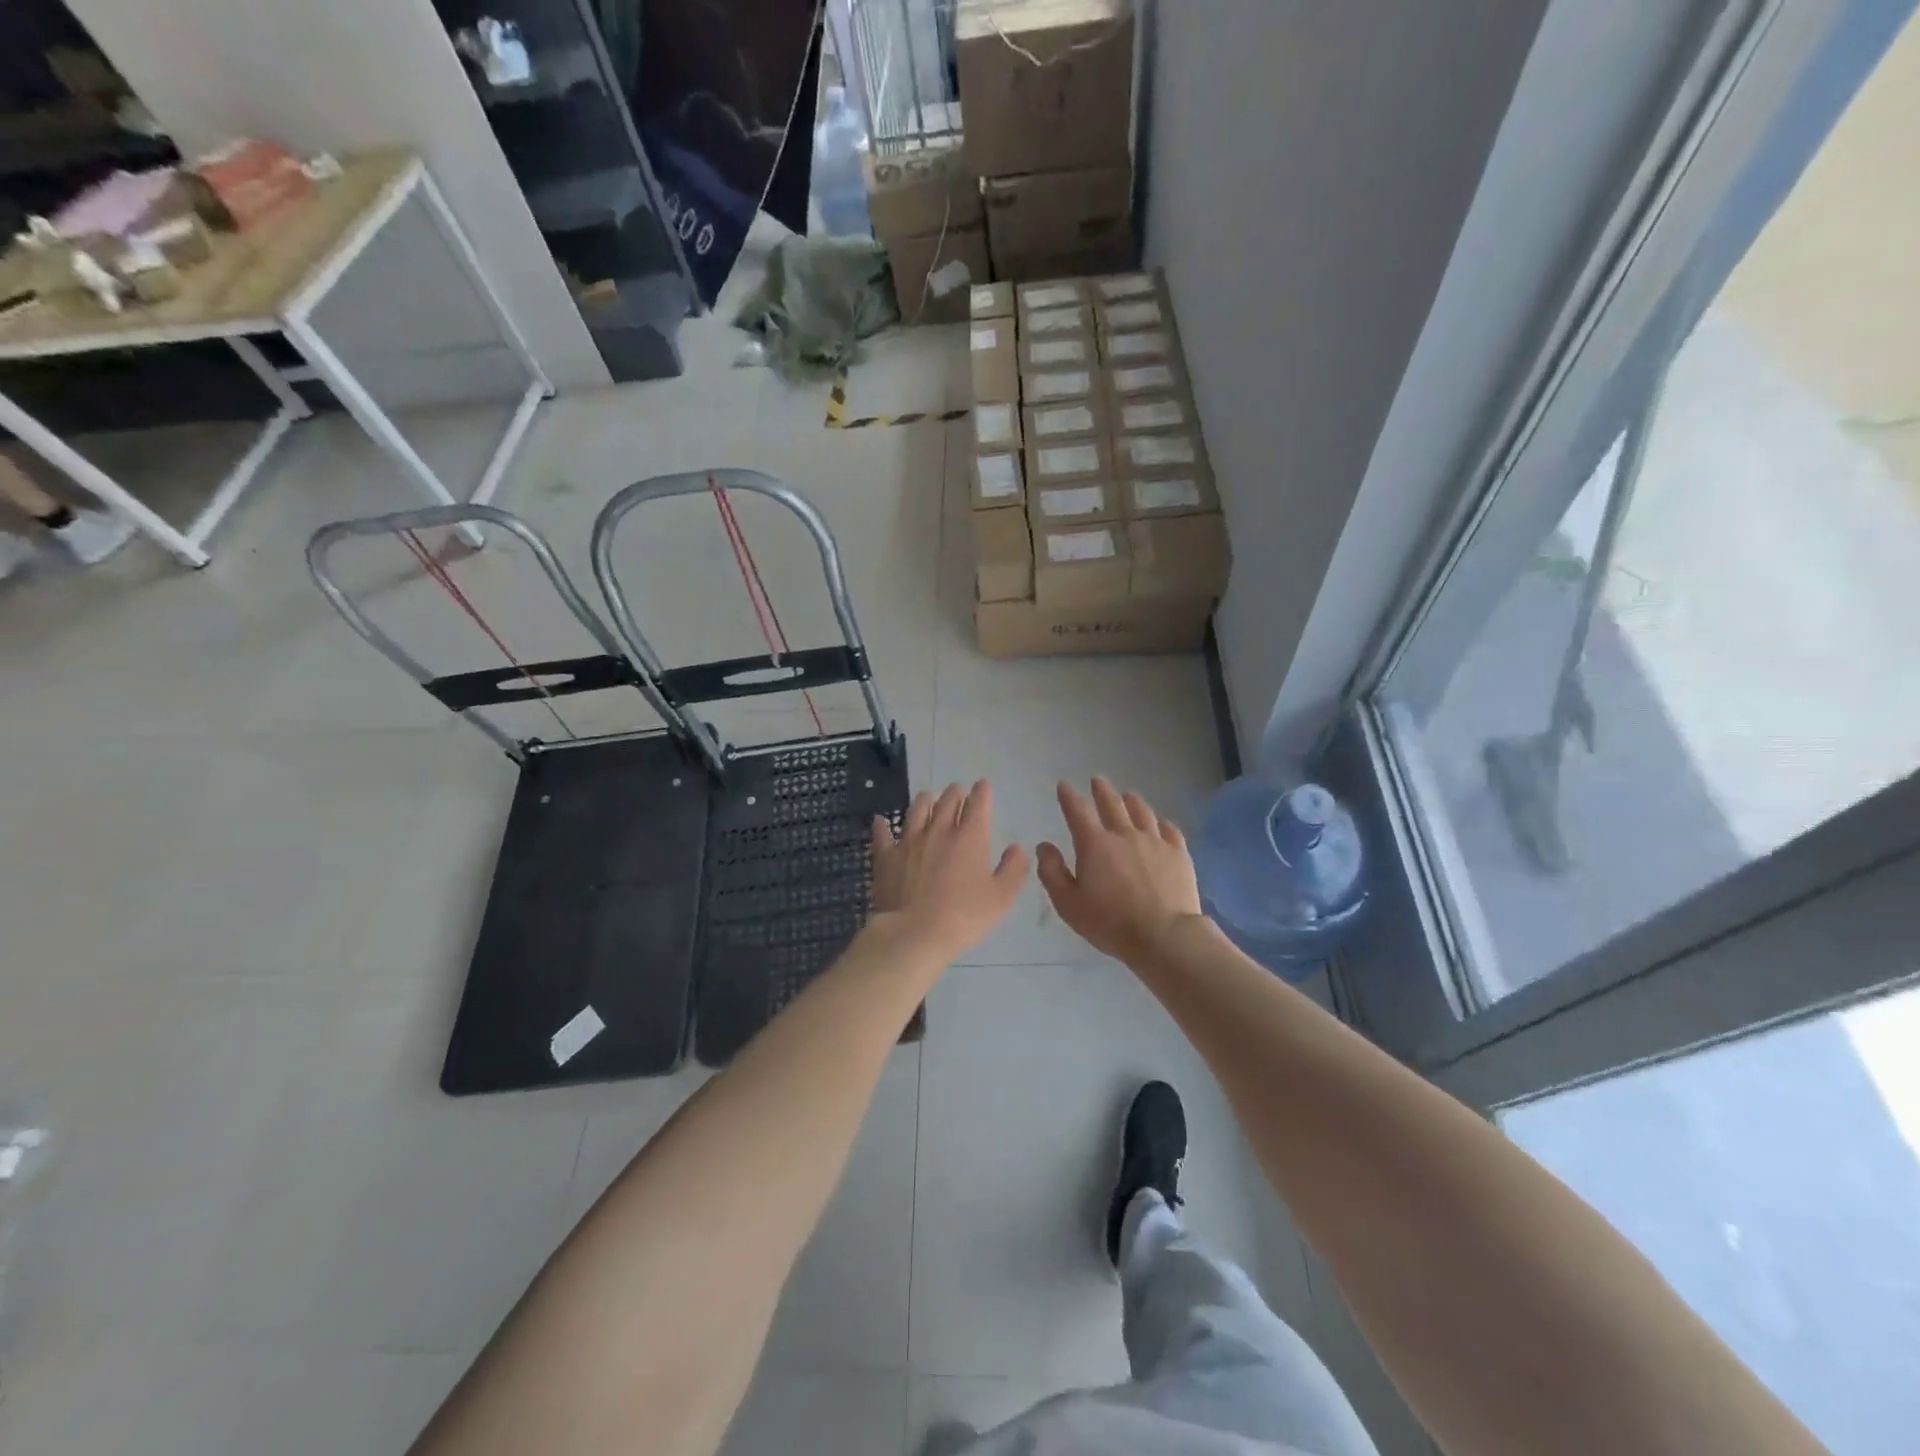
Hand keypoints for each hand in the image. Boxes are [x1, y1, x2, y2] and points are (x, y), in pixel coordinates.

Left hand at [870, 782, 1029, 958]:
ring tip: (927, 797)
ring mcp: (909, 841)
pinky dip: (883, 825)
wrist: (914, 933)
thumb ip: (1013, 869)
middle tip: (957, 790)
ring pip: (917, 810)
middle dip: (955, 793)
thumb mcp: (1001, 898)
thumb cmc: (964, 917)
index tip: (983, 786)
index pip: (978, 804)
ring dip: (924, 800)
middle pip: (947, 801)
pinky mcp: (886, 856)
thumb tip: (1017, 847)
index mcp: (970, 837)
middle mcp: (939, 830)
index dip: (982, 792)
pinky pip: (883, 834)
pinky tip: (881, 820)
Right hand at [1037, 778, 1203, 965]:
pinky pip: (1170, 830)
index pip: (1077, 812)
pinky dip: (1162, 823)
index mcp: (1094, 844)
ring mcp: (1155, 841)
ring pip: (1142, 812)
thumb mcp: (1068, 903)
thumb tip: (1045, 846)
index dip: (1068, 797)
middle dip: (1102, 790)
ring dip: (1132, 801)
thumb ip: (1052, 872)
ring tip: (1128, 795)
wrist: (1164, 936)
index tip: (1063, 785)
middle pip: (1112, 804)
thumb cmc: (1110, 922)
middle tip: (1097, 780)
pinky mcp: (1179, 854)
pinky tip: (1162, 824)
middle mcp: (1124, 834)